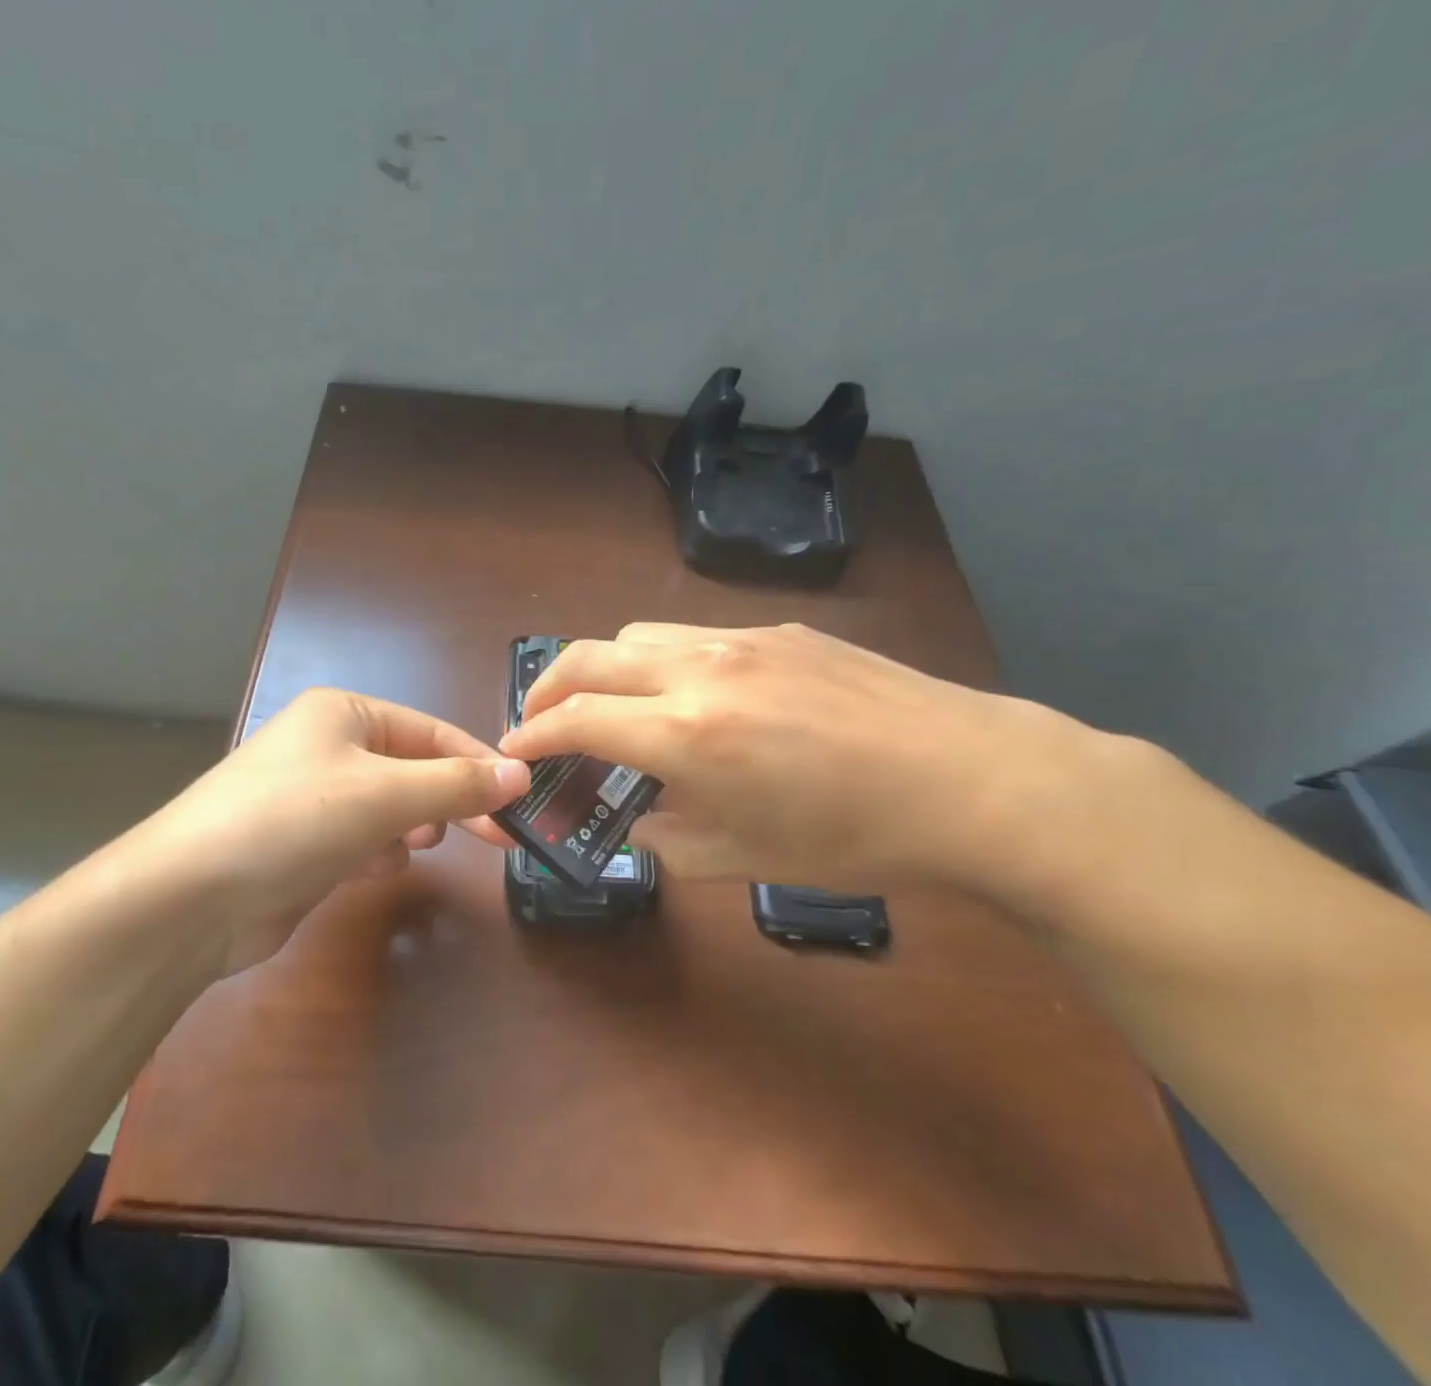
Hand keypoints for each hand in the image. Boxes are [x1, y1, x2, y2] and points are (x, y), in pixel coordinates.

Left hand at [124, 688, 528, 971]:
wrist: (190, 898)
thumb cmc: (294, 820)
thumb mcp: (384, 794)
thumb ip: (456, 784)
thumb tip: (520, 773)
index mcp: (344, 714)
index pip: (431, 732)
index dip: (478, 763)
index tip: (521, 797)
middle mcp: (327, 747)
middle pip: (411, 769)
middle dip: (448, 800)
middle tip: (495, 836)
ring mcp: (311, 797)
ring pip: (388, 807)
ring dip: (410, 827)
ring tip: (420, 846)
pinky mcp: (301, 845)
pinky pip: (359, 840)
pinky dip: (375, 853)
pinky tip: (373, 870)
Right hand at [501, 622, 1123, 897]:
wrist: (974, 781)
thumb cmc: (854, 837)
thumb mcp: (743, 857)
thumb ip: (666, 837)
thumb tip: (635, 820)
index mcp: (686, 733)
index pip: (576, 719)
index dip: (533, 735)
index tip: (513, 752)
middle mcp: (699, 670)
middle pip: (588, 656)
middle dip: (548, 688)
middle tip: (541, 722)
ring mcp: (740, 639)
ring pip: (637, 635)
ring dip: (605, 668)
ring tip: (615, 707)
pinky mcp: (779, 630)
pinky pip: (693, 635)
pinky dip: (662, 661)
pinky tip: (695, 697)